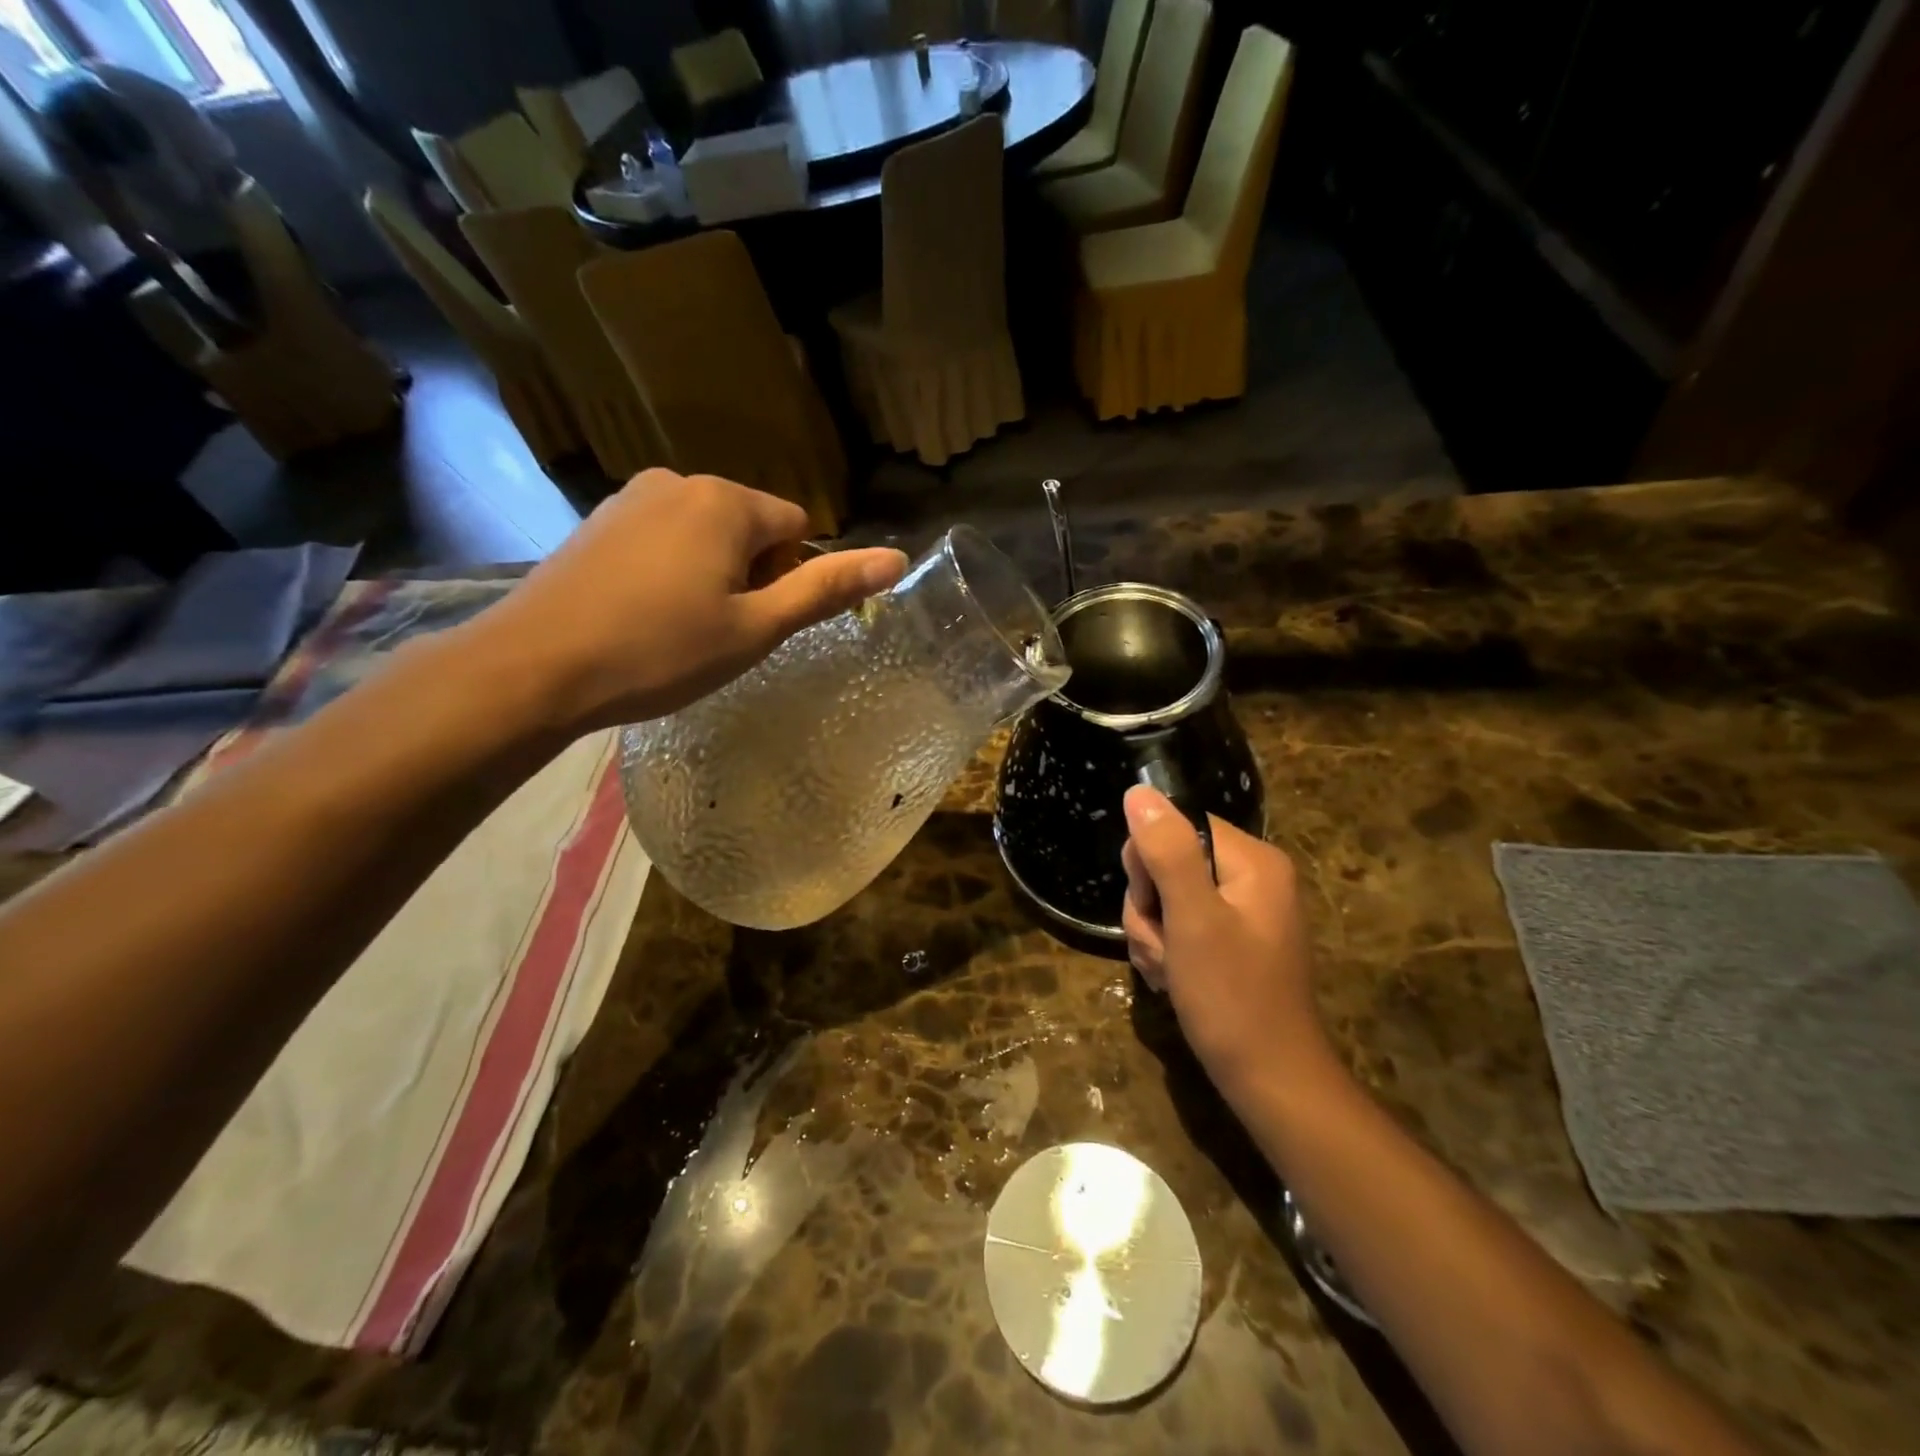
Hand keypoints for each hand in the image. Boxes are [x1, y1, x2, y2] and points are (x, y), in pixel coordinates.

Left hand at [472, 470, 906, 736]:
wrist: (535, 667)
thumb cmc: (660, 651)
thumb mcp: (756, 628)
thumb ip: (826, 589)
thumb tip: (897, 559)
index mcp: (727, 501)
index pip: (797, 527)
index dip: (792, 578)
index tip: (760, 623)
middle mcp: (680, 481)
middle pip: (752, 526)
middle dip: (753, 574)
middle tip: (722, 633)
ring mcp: (632, 497)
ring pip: (706, 533)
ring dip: (713, 574)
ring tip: (681, 629)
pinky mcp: (598, 521)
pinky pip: (663, 538)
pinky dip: (671, 571)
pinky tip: (644, 615)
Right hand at [1121, 786, 1326, 1101]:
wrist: (1269, 1082)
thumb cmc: (1232, 998)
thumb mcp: (1193, 920)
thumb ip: (1166, 852)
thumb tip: (1138, 793)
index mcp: (1252, 861)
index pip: (1176, 826)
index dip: (1149, 863)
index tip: (1154, 907)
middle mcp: (1250, 877)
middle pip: (1167, 862)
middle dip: (1149, 907)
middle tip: (1164, 947)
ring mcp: (1240, 911)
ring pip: (1165, 897)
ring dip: (1152, 935)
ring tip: (1170, 971)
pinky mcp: (1229, 940)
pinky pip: (1178, 925)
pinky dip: (1166, 951)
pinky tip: (1173, 980)